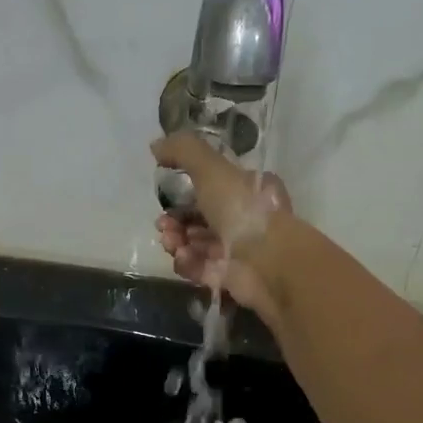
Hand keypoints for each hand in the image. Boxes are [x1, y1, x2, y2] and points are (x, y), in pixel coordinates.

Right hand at [151, 132, 291, 322]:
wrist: (268, 262)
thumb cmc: (243, 210)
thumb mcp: (212, 169)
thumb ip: (183, 151)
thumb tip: (155, 146)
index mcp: (245, 190)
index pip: (210, 188)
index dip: (184, 192)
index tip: (166, 197)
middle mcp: (242, 218)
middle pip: (198, 218)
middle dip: (174, 220)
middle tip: (163, 225)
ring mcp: (235, 250)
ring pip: (195, 244)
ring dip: (176, 241)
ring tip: (171, 242)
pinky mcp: (226, 277)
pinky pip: (199, 268)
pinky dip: (187, 262)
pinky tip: (184, 258)